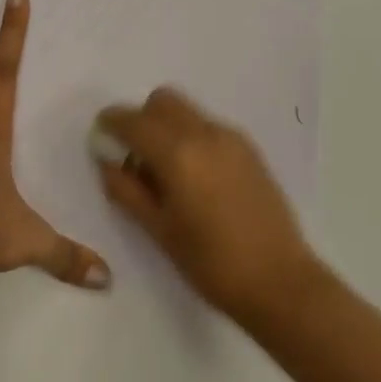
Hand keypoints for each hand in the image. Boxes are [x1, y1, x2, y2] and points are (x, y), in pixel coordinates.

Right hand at [95, 88, 317, 322]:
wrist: (279, 280)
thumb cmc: (211, 262)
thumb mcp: (159, 231)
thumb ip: (127, 191)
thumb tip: (107, 163)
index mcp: (178, 153)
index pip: (134, 121)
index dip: (112, 123)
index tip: (101, 134)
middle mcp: (204, 133)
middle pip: (163, 101)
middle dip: (142, 119)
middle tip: (135, 155)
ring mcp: (231, 137)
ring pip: (188, 112)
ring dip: (168, 127)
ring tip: (167, 172)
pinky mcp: (249, 148)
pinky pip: (209, 127)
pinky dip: (192, 137)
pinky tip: (196, 178)